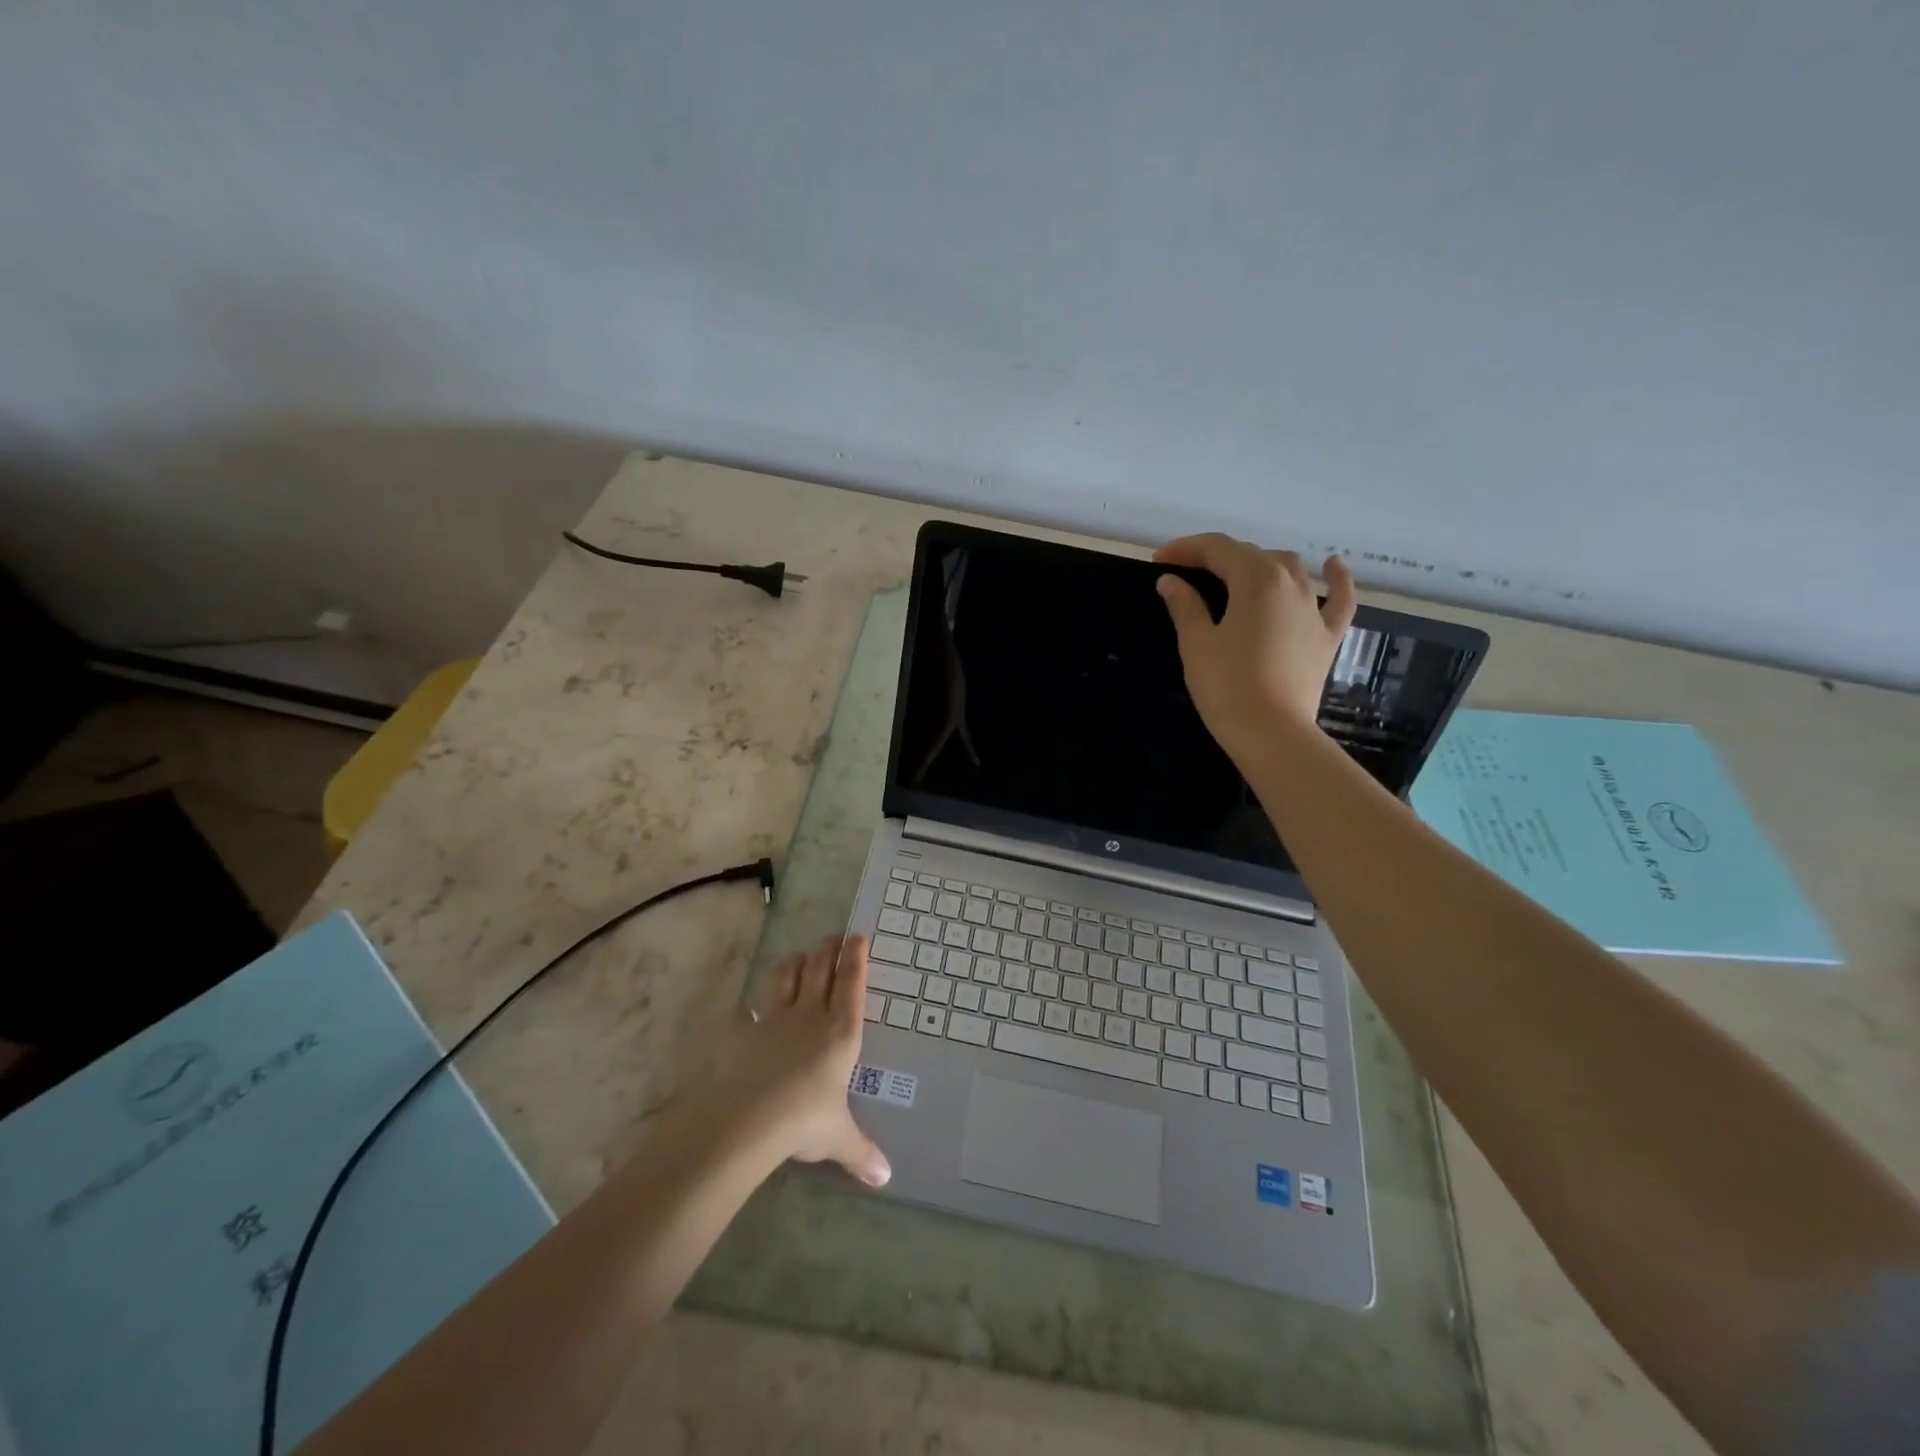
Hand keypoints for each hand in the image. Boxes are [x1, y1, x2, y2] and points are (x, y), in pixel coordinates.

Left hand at [686, 934, 890, 1186]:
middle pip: (820, 971)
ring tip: (797, 958)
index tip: (857, 935)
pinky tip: (744, 1014)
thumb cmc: (805, 1122)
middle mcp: (809, 1017)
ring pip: (784, 978)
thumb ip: (862, 1153)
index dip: (855, 958)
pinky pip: (743, 1015)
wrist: (748, 1119)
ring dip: (792, 964)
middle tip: (832, 936)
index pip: (852, 985)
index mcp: (841, 1034)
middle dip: (827, 950)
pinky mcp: (740, 1033)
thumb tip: (887, 1178)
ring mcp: (772, 1021)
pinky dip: (745, 1013)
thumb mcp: (840, 1139)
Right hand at [1154, 533, 1356, 755]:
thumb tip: (1171, 581)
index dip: (1186, 549)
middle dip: (1215, 557)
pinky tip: (1332, 566)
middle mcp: (1290, 583)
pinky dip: (1336, 579)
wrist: (1271, 731)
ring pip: (1290, 568)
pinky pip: (1338, 598)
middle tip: (1184, 572)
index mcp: (1256, 579)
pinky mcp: (1327, 635)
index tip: (1159, 560)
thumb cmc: (1226, 685)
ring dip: (1260, 563)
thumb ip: (1185, 606)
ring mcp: (1314, 608)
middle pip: (1251, 555)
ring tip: (1236, 574)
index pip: (1217, 549)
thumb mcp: (1197, 643)